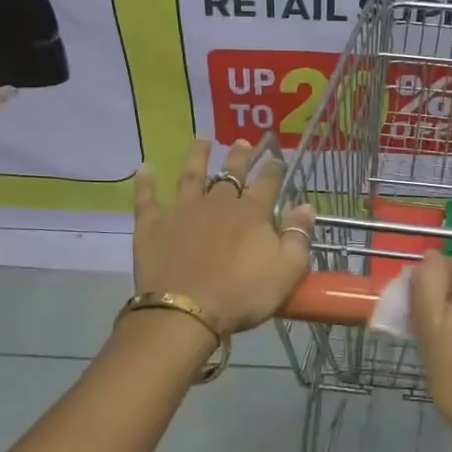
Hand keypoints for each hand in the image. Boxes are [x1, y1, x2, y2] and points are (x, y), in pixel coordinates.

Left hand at [132, 137, 314, 336]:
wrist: (186, 312)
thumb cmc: (242, 294)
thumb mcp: (286, 270)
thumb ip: (298, 236)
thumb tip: (306, 205)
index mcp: (251, 213)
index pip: (267, 183)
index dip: (274, 170)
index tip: (278, 158)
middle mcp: (217, 203)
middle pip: (230, 173)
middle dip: (240, 156)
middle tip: (244, 141)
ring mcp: (182, 211)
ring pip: (191, 175)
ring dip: (197, 156)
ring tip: (202, 138)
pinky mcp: (153, 226)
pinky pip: (147, 199)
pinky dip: (145, 183)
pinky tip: (144, 168)